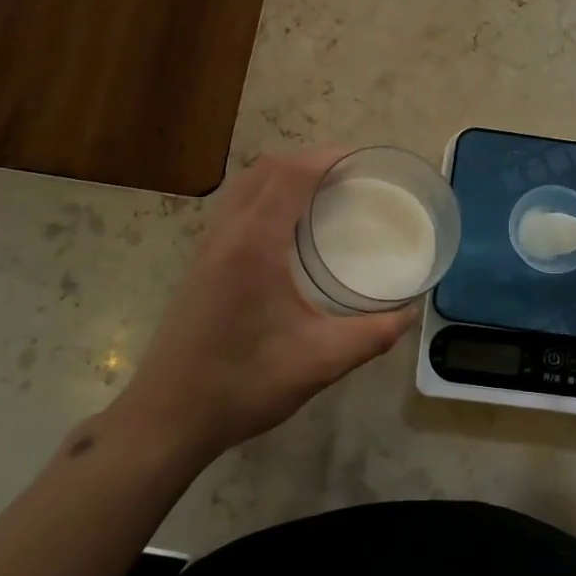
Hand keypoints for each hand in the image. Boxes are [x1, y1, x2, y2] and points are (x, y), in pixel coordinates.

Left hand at [110, 149, 414, 464]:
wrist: (166, 418)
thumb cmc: (243, 384)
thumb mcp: (319, 362)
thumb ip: (371, 335)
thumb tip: (409, 315)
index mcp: (255, 244)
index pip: (291, 175)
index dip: (326, 157)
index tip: (361, 160)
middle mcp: (227, 233)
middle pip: (265, 169)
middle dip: (307, 160)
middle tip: (348, 177)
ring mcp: (207, 247)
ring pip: (244, 185)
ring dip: (282, 176)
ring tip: (321, 194)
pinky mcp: (200, 264)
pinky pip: (234, 207)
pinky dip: (264, 196)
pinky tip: (285, 230)